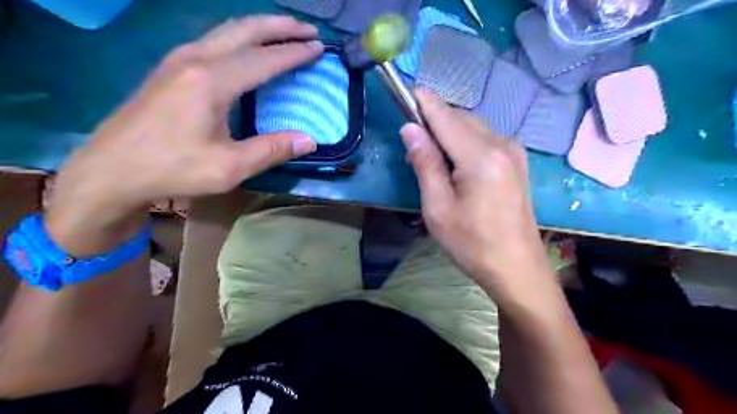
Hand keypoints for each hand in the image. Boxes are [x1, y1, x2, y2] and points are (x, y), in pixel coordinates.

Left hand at [46, 14, 322, 254]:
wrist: (112, 170)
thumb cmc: (173, 169)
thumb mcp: (230, 167)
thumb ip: (272, 150)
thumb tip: (310, 140)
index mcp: (212, 81)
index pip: (264, 59)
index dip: (295, 53)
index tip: (319, 48)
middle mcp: (195, 59)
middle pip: (245, 29)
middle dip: (281, 26)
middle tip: (308, 29)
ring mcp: (179, 59)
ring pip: (227, 30)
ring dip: (260, 27)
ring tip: (285, 32)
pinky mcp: (171, 68)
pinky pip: (214, 39)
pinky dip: (240, 37)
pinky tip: (248, 48)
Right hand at [402, 88, 552, 299]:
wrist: (517, 268)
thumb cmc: (472, 243)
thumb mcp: (438, 208)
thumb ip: (425, 163)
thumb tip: (410, 128)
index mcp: (481, 157)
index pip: (445, 116)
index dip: (424, 102)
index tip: (405, 92)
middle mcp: (502, 144)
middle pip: (460, 118)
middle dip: (434, 122)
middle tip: (413, 146)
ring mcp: (514, 151)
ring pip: (473, 127)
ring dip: (449, 133)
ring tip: (431, 159)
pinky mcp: (518, 161)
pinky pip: (485, 139)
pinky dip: (464, 142)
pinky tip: (455, 164)